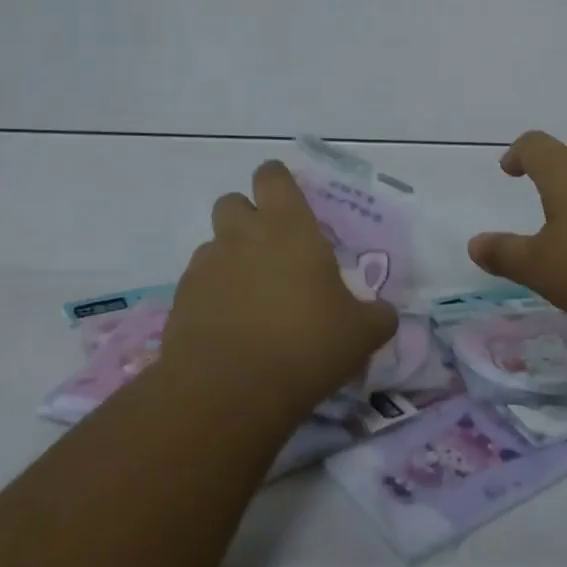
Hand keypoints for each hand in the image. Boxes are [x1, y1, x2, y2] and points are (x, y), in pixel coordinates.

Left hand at [166, 161, 397, 420]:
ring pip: (213, 243)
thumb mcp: (361, 334)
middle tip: (270, 250)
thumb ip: (377, 315)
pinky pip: (198, 282)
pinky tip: (229, 326)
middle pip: (233, 202)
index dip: (278, 183)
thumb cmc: (305, 345)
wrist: (228, 390)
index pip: (273, 176)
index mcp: (288, 227)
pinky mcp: (181, 299)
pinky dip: (212, 294)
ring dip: (229, 258)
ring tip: (250, 296)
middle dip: (247, 218)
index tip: (290, 204)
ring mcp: (207, 265)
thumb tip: (384, 313)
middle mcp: (243, 235)